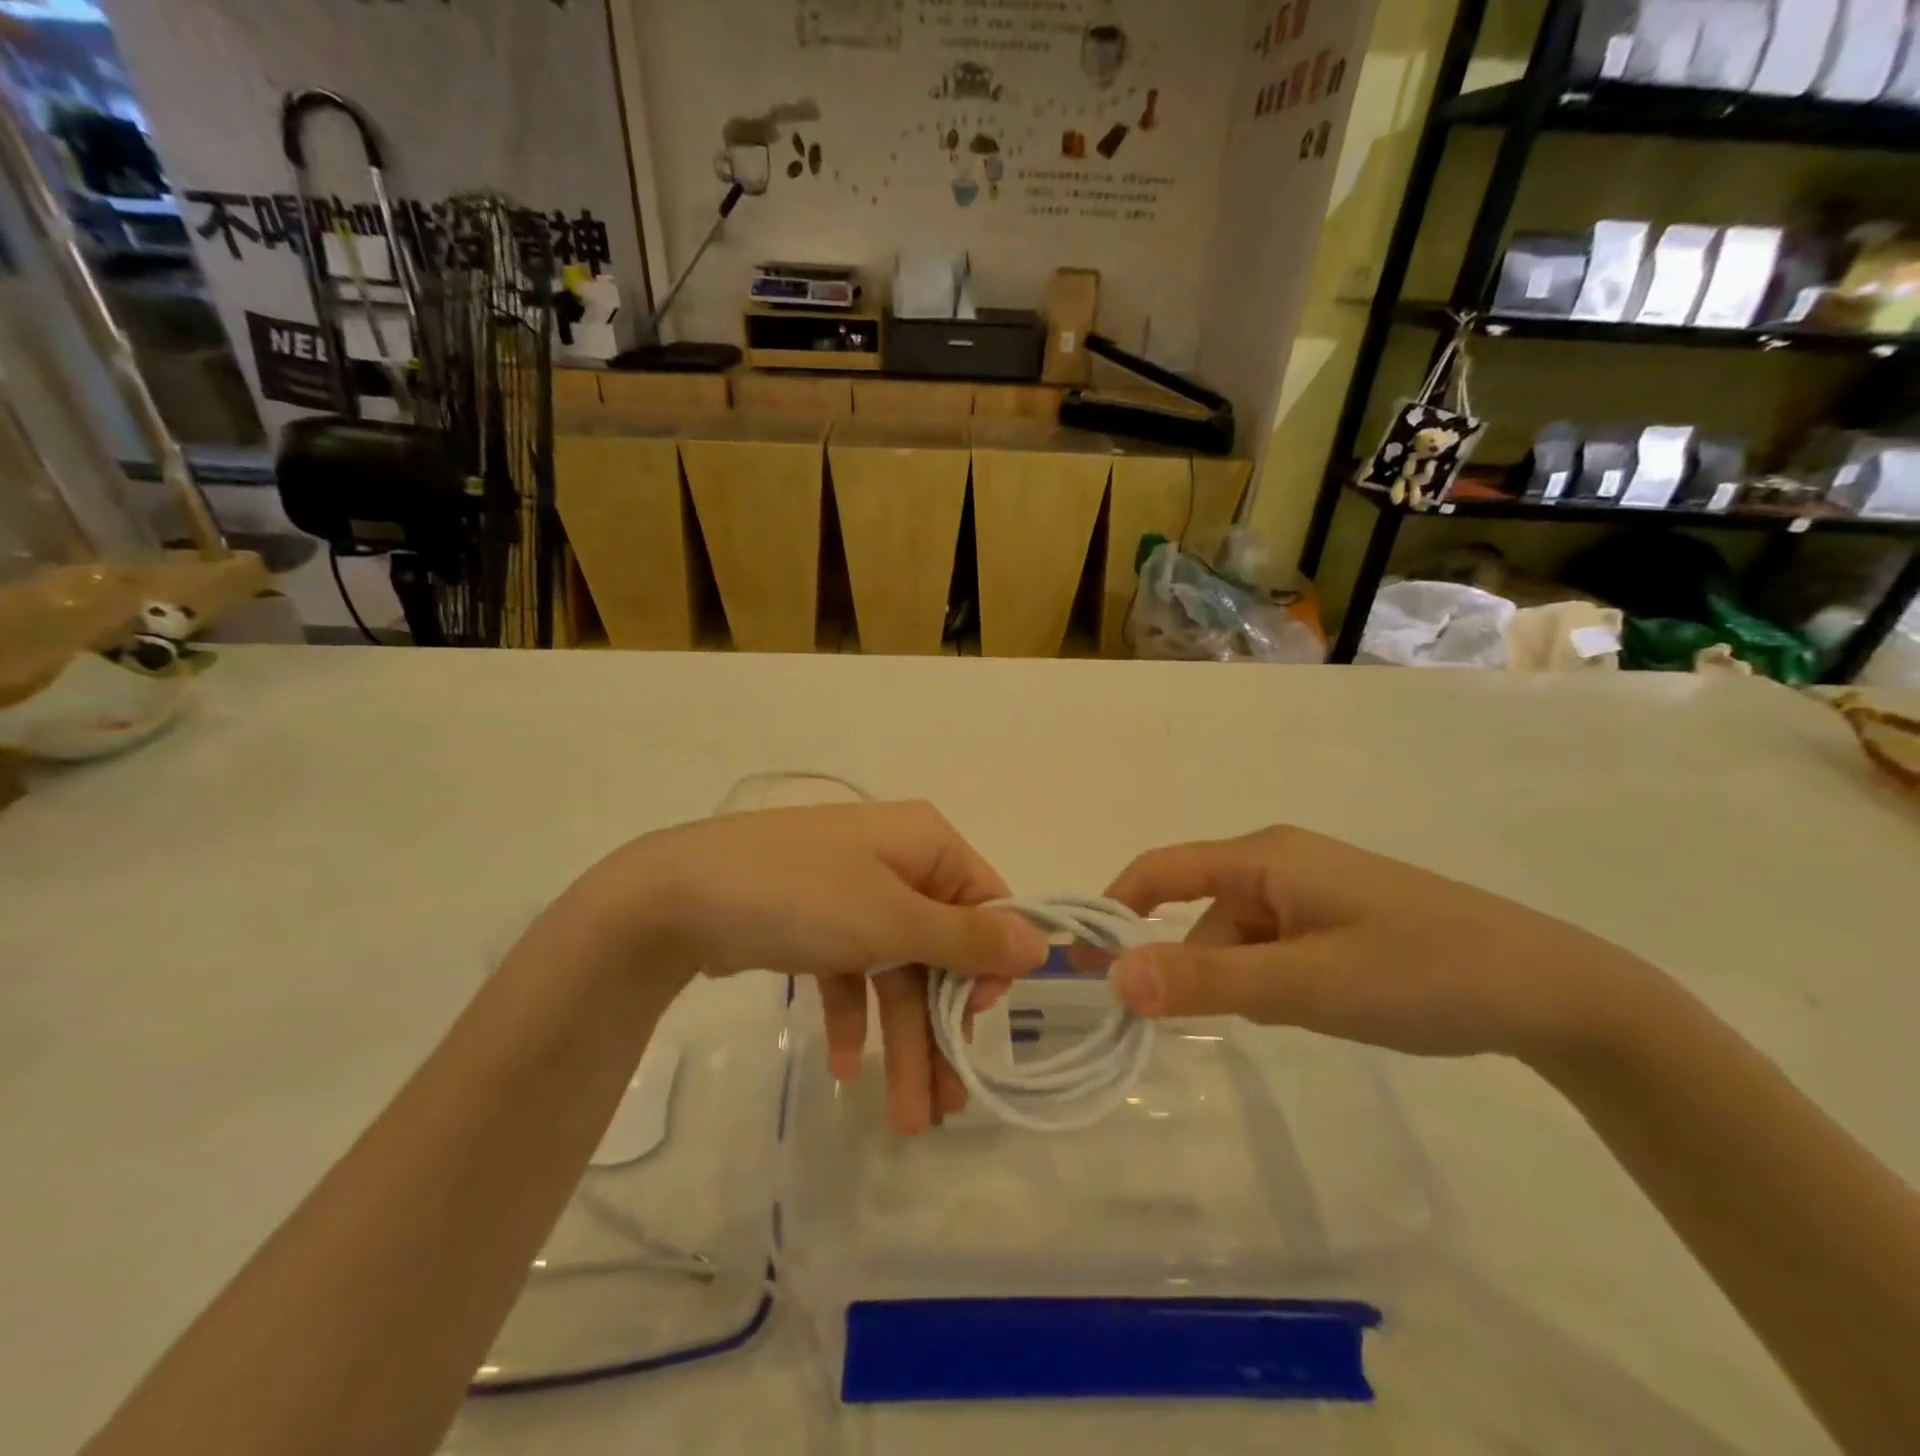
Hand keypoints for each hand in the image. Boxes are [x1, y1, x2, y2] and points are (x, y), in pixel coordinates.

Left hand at [568, 802, 1048, 1131]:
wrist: (675, 897)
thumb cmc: (801, 897)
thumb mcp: (892, 920)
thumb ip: (968, 938)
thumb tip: (1041, 943)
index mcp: (925, 845)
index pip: (986, 904)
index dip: (989, 968)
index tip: (977, 1024)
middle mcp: (896, 862)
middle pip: (937, 950)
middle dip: (939, 1028)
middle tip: (947, 1104)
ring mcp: (853, 892)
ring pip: (894, 970)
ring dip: (900, 1039)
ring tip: (906, 1119)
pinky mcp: (815, 921)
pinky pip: (850, 970)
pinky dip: (851, 1016)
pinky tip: (842, 1067)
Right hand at [1100, 826, 1654, 1062]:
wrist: (1555, 992)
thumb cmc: (1420, 973)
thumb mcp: (1305, 985)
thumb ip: (1206, 980)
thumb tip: (1113, 979)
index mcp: (1263, 857)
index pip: (1159, 870)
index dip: (1113, 910)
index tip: (1080, 964)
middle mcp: (1279, 862)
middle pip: (1199, 909)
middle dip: (1188, 963)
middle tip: (1192, 1024)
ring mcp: (1312, 890)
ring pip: (1238, 935)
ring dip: (1238, 978)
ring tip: (1288, 1019)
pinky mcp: (1337, 918)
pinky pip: (1274, 946)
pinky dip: (1270, 980)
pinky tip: (1312, 1010)